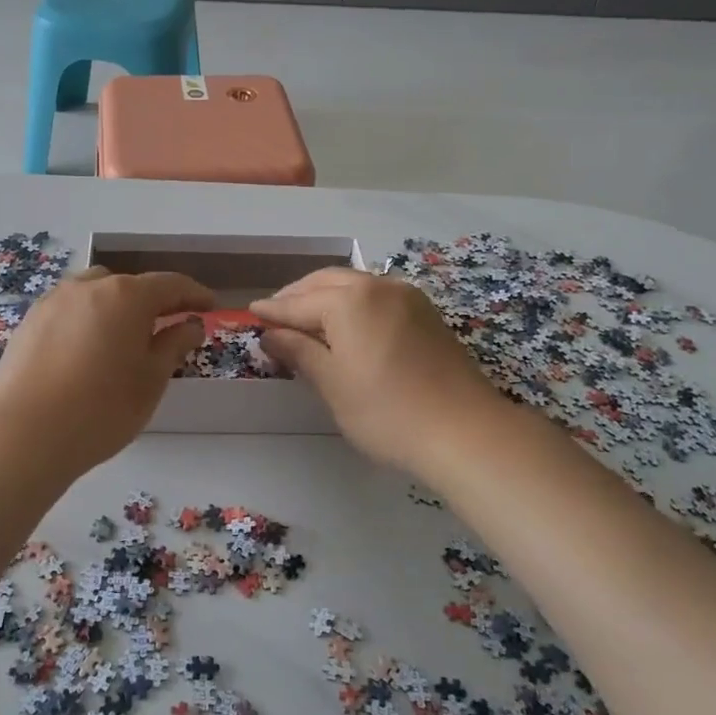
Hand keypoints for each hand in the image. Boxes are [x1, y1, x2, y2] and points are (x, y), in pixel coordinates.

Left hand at [0, 266, 212, 478]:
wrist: (25, 433)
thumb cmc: (102, 408)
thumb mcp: (151, 380)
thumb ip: (174, 345)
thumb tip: (191, 324)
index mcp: (127, 296)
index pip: (170, 285)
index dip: (194, 294)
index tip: (209, 306)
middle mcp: (89, 287)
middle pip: (129, 285)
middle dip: (152, 301)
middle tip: (168, 326)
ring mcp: (54, 301)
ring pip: (95, 293)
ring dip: (116, 307)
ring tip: (124, 337)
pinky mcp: (30, 321)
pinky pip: (69, 309)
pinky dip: (87, 319)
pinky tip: (87, 349)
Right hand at [252, 268, 500, 476]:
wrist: (464, 431)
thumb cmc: (386, 411)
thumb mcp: (332, 384)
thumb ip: (299, 352)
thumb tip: (271, 334)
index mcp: (349, 300)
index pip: (298, 303)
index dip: (273, 311)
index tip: (251, 313)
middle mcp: (379, 287)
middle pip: (327, 282)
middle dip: (298, 295)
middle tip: (275, 314)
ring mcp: (408, 298)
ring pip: (355, 285)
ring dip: (326, 295)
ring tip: (306, 318)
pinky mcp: (426, 314)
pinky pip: (378, 296)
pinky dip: (353, 303)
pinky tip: (347, 323)